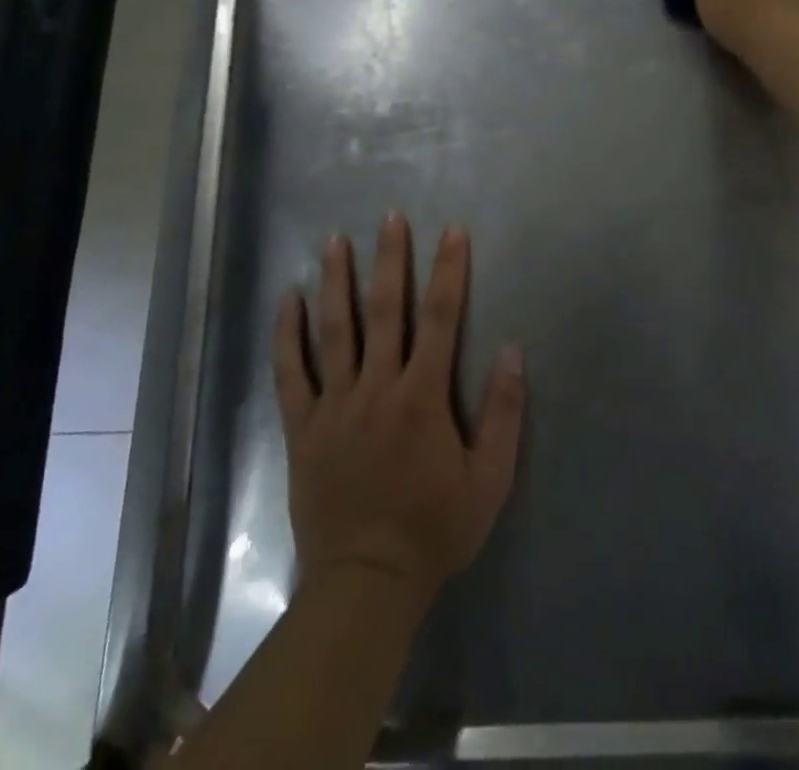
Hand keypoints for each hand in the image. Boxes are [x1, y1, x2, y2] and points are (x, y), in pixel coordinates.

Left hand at [273, 214, 525, 607]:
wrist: (366, 582)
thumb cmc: (434, 529)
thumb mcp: (489, 480)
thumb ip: (504, 413)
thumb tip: (512, 350)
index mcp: (422, 397)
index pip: (442, 318)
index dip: (449, 270)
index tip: (452, 231)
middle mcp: (377, 388)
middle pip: (385, 311)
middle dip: (390, 260)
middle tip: (390, 217)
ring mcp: (335, 405)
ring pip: (334, 330)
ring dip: (336, 282)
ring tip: (335, 240)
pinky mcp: (303, 427)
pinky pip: (291, 373)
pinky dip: (287, 334)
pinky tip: (287, 299)